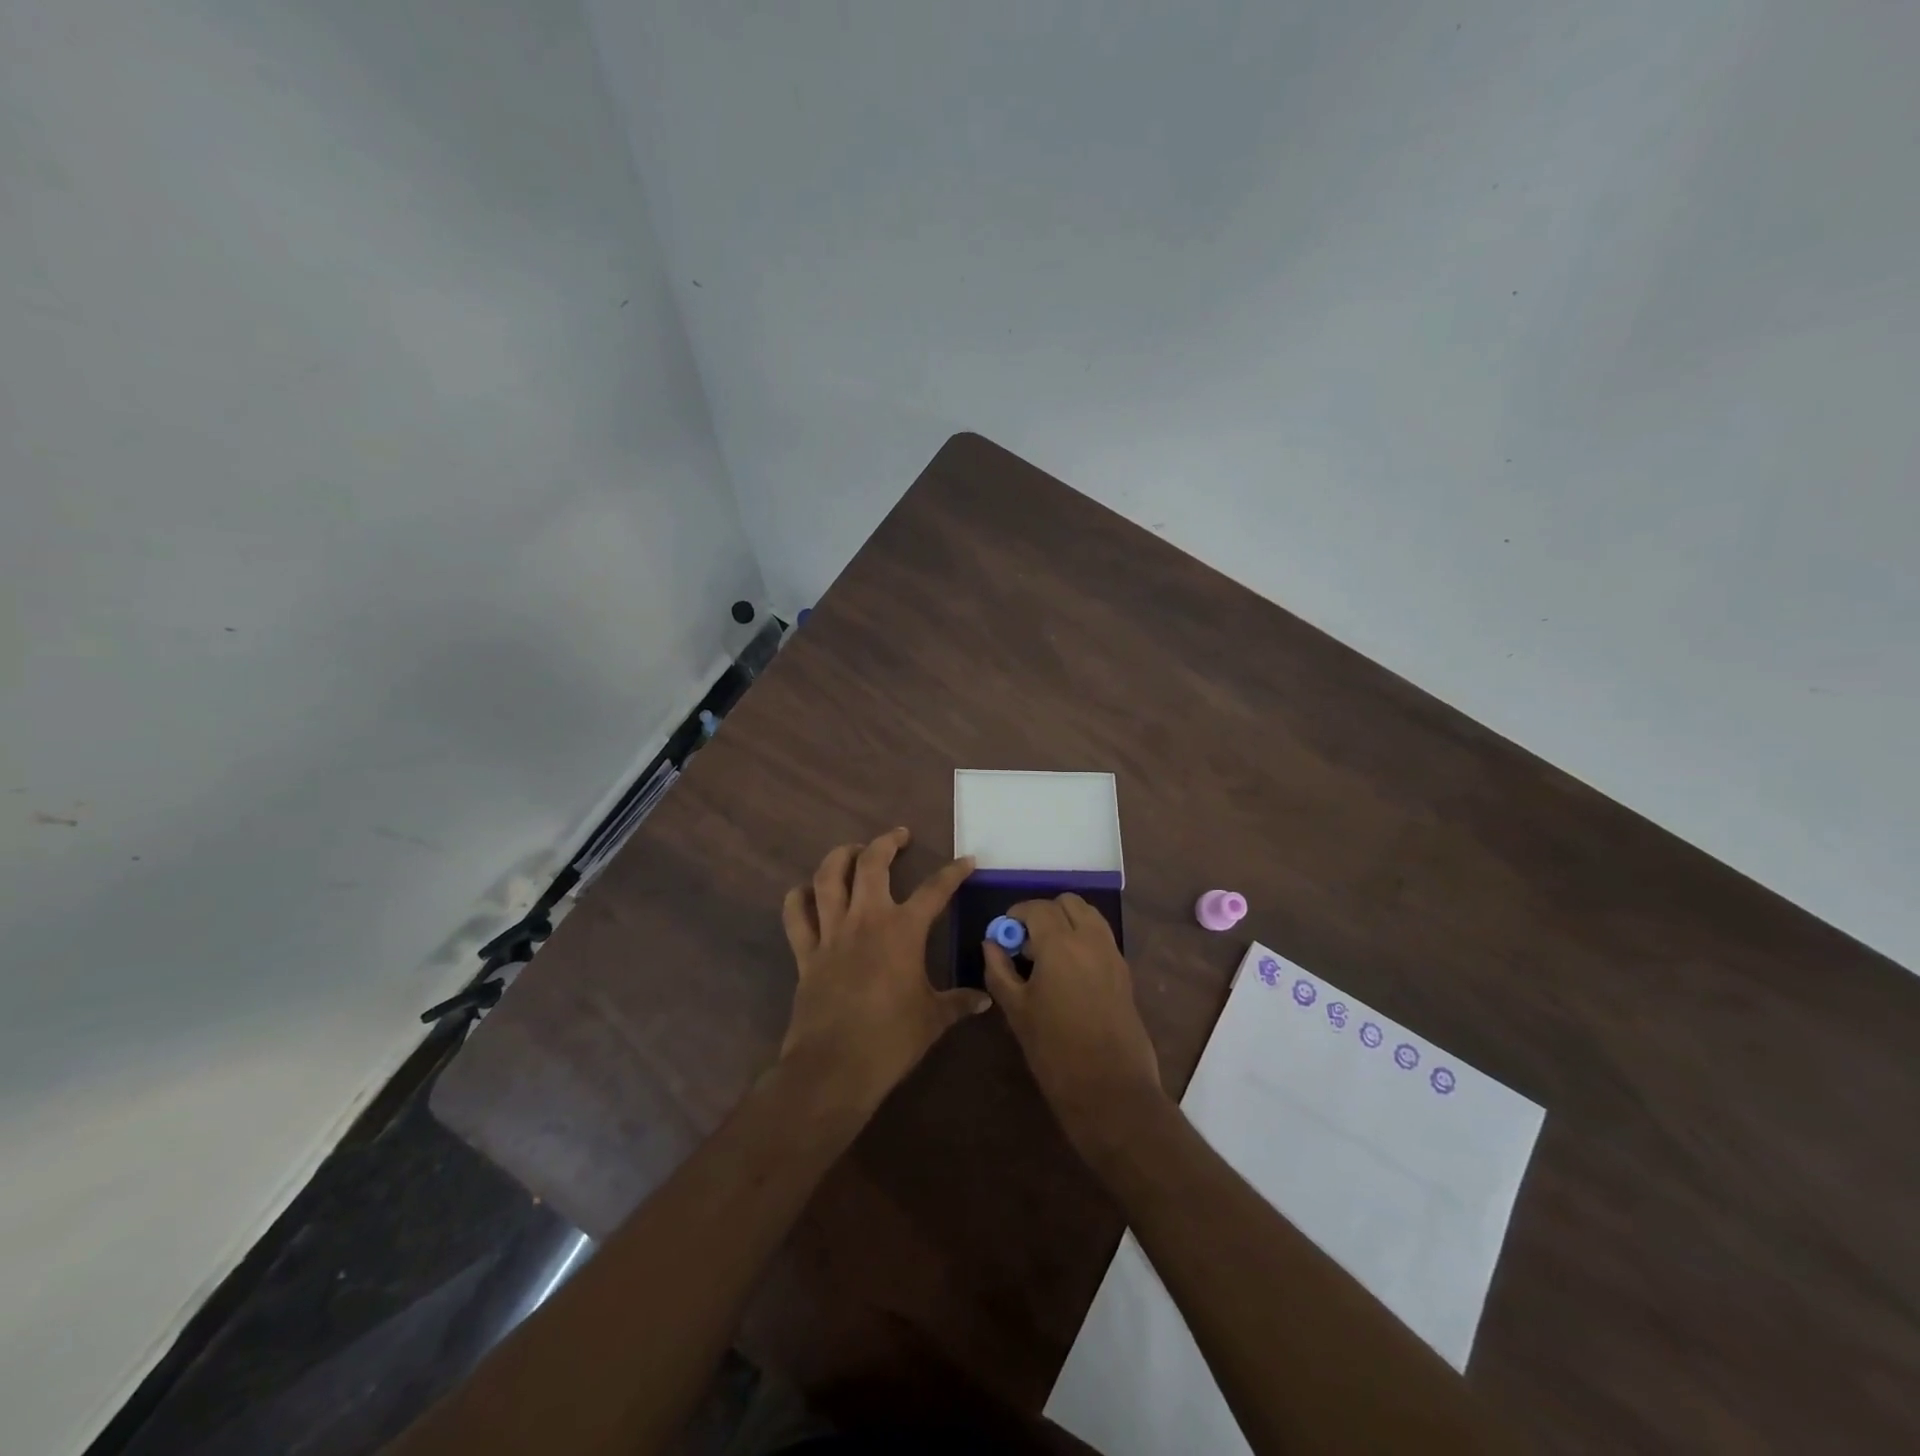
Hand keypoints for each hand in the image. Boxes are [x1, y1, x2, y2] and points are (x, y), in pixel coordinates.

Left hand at [779, 828, 988, 1114]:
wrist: (835, 1067)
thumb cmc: (892, 1040)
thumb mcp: (934, 1019)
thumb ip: (958, 1002)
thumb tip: (984, 999)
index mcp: (903, 930)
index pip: (935, 889)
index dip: (954, 872)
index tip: (967, 860)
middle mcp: (866, 919)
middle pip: (872, 864)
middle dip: (887, 842)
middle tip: (899, 836)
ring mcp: (831, 933)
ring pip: (828, 878)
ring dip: (840, 856)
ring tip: (853, 850)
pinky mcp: (806, 953)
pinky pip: (796, 916)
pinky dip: (798, 898)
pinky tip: (806, 891)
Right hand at [983, 894, 1166, 1158]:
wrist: (1110, 1089)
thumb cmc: (1054, 1050)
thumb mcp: (1016, 1010)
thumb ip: (999, 970)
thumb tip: (992, 943)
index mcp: (1060, 944)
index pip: (1037, 908)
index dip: (1016, 914)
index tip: (1005, 932)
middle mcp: (1090, 939)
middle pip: (1068, 903)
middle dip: (1044, 913)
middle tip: (1027, 942)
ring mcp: (1112, 954)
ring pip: (1089, 915)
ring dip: (1067, 922)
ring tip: (1048, 955)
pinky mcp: (1125, 972)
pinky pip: (1102, 937)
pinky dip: (1084, 938)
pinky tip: (1068, 971)